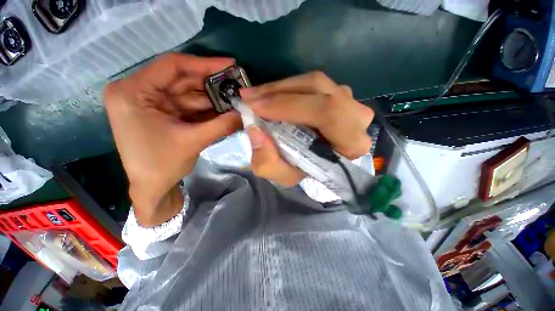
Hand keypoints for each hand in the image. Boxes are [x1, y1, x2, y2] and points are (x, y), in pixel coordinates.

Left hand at [104, 53, 240, 226]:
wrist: (151, 187)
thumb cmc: (161, 165)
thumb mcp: (193, 141)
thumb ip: (222, 125)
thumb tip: (246, 113)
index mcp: (133, 92)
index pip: (172, 66)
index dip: (204, 64)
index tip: (230, 64)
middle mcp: (140, 91)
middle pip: (183, 80)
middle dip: (212, 85)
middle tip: (237, 86)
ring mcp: (152, 103)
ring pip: (189, 94)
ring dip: (213, 99)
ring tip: (235, 100)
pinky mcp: (163, 113)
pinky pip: (189, 106)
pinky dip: (207, 109)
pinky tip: (225, 111)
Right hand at [241, 71, 373, 185]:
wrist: (317, 163)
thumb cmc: (305, 171)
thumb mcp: (284, 176)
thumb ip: (268, 162)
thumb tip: (255, 131)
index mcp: (351, 143)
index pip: (326, 113)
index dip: (288, 106)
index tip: (255, 109)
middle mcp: (356, 117)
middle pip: (318, 89)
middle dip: (277, 92)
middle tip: (249, 98)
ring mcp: (349, 101)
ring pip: (313, 82)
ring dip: (279, 88)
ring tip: (254, 96)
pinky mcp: (338, 93)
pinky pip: (311, 83)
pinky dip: (287, 87)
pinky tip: (269, 94)